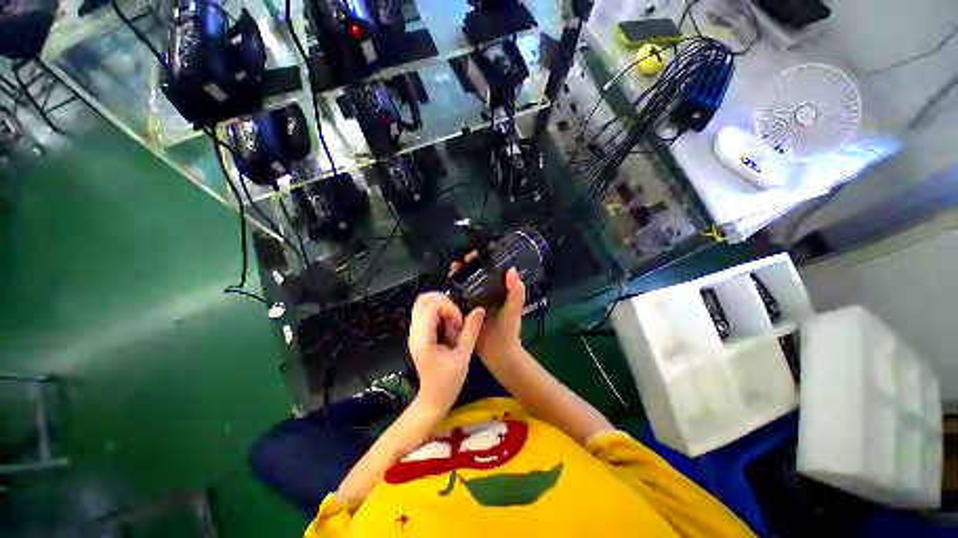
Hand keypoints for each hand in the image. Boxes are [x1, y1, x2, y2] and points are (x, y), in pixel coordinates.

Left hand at [407, 292, 485, 414]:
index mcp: (423, 338)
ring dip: (441, 307)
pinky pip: (426, 313)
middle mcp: (414, 331)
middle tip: (456, 315)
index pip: (431, 307)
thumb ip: (471, 331)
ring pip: (423, 304)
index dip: (449, 308)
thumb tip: (480, 309)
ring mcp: (415, 332)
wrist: (432, 400)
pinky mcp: (419, 334)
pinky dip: (439, 313)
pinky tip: (449, 327)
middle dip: (443, 301)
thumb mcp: (463, 356)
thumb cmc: (447, 382)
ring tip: (453, 322)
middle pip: (422, 300)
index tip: (459, 323)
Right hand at [449, 257, 526, 367]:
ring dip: (457, 278)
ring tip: (451, 272)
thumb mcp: (514, 310)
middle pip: (473, 276)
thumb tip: (512, 269)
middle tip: (457, 264)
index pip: (488, 270)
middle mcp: (485, 294)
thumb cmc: (509, 331)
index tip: (471, 256)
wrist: (499, 355)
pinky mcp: (464, 313)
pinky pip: (457, 300)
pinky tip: (445, 289)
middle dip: (465, 268)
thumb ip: (516, 292)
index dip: (481, 260)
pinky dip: (451, 294)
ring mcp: (473, 303)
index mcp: (497, 290)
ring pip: (464, 286)